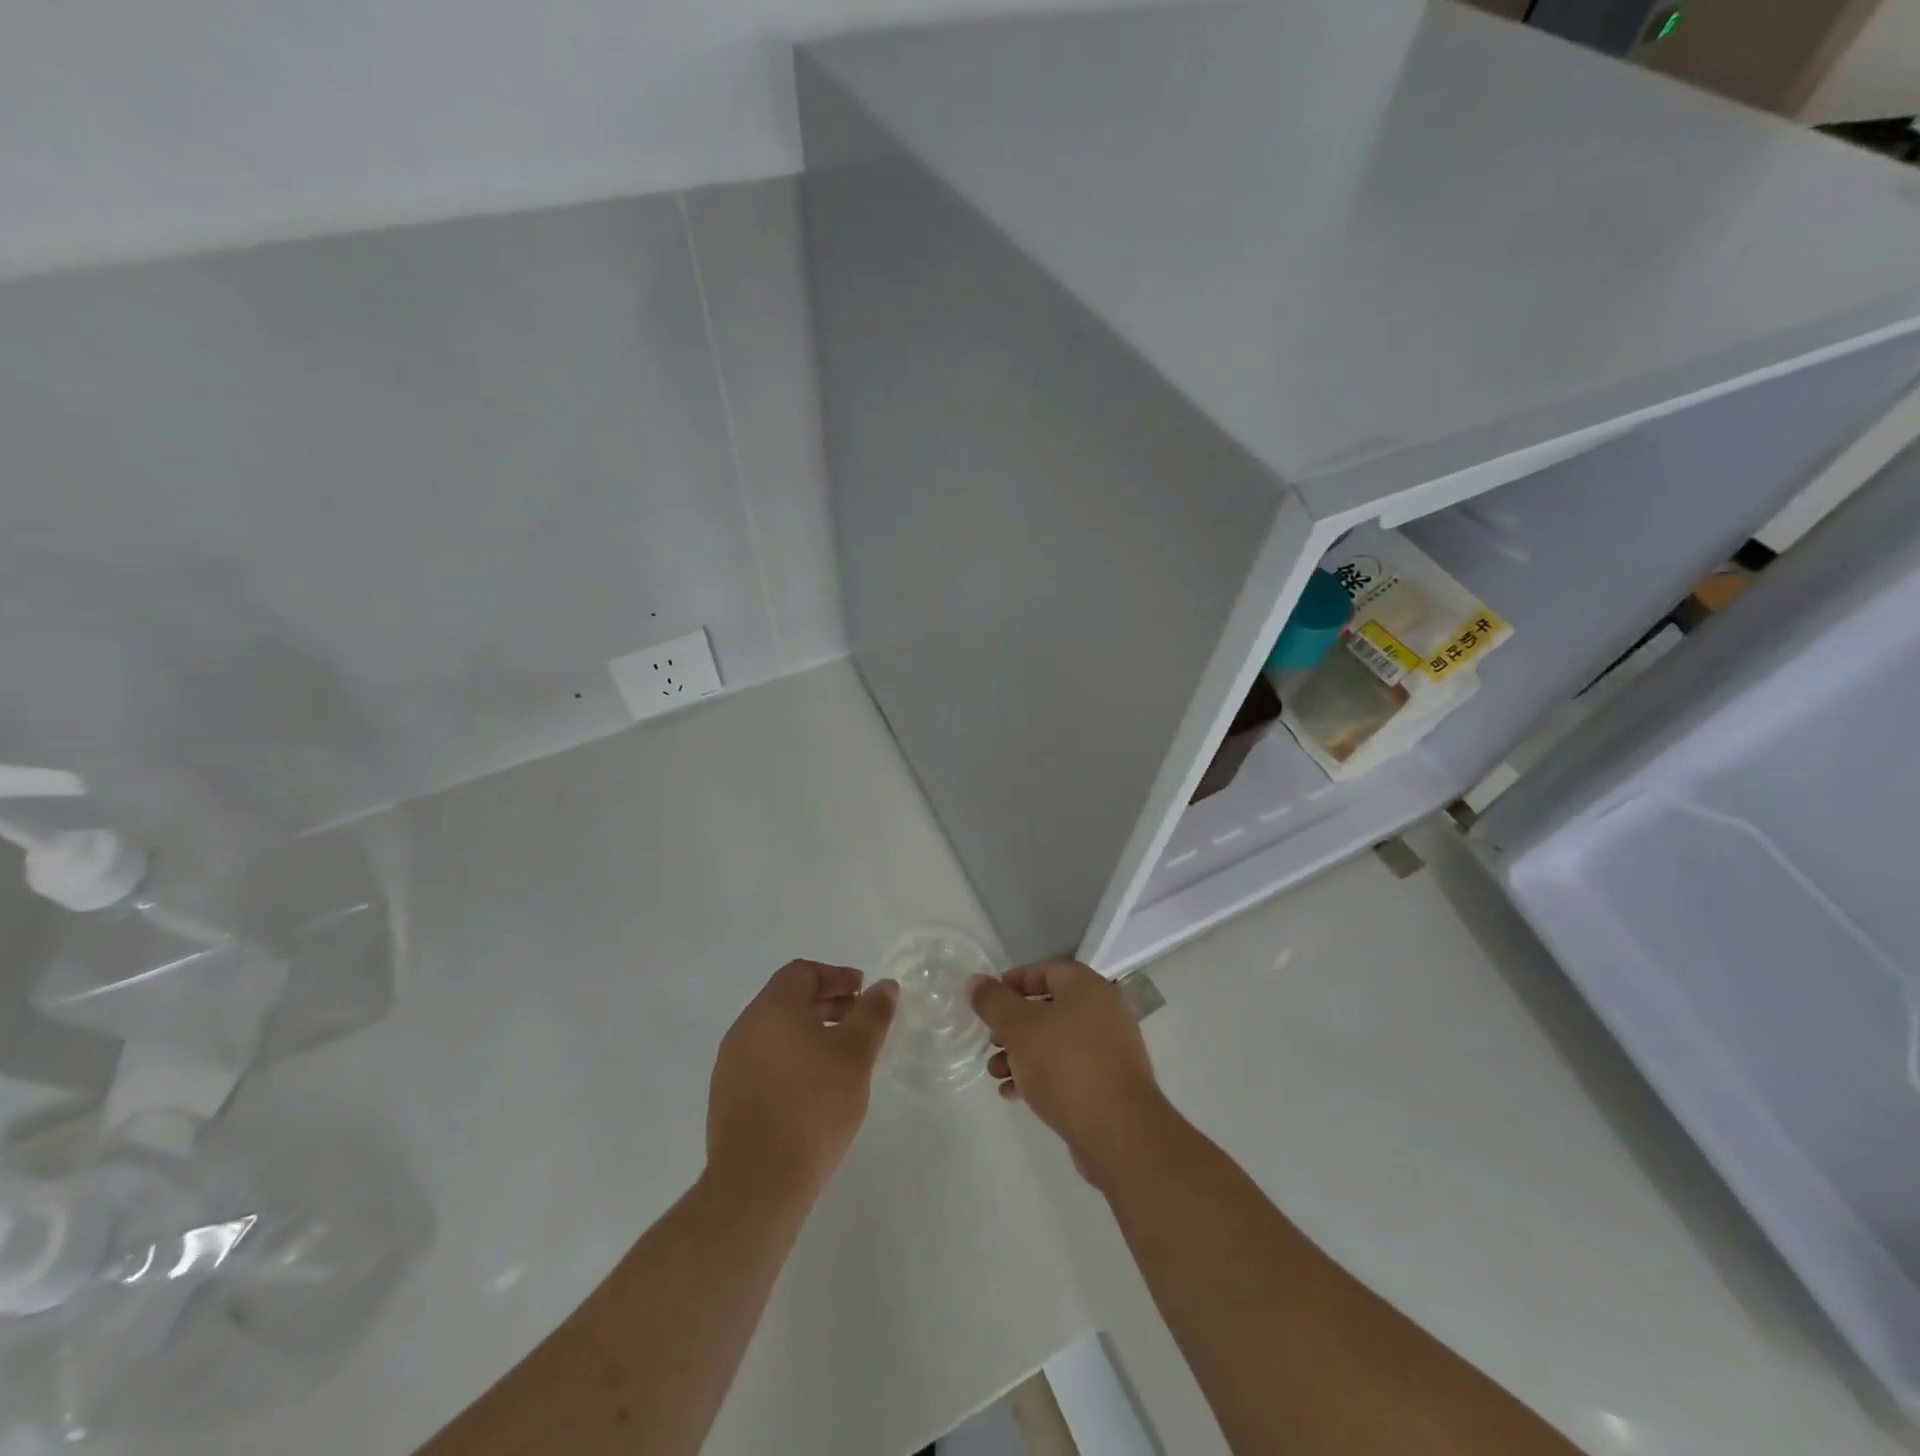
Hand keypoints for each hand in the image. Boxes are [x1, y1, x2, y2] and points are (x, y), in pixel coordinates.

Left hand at [707, 961, 896, 1200]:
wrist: (758, 1182)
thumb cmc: (813, 1105)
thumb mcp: (855, 1054)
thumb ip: (872, 1014)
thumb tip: (884, 986)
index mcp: (772, 1008)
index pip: (802, 972)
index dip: (836, 976)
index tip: (862, 992)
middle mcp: (745, 1027)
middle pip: (787, 999)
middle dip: (825, 1003)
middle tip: (857, 1022)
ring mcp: (731, 1064)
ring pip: (775, 1031)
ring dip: (808, 1032)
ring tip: (839, 1057)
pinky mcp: (727, 1097)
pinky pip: (763, 1061)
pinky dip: (790, 1058)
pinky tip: (812, 1088)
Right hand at [971, 960, 1169, 1186]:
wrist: (1119, 1132)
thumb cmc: (1066, 1065)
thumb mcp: (1020, 1028)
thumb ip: (994, 1002)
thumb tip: (976, 981)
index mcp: (1087, 987)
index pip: (1046, 969)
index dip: (1014, 981)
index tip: (988, 1000)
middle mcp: (1103, 1011)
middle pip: (1049, 1007)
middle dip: (1014, 1024)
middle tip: (991, 1040)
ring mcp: (1109, 1049)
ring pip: (1056, 1041)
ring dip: (1022, 1053)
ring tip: (996, 1072)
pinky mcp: (1108, 1083)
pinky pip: (1068, 1069)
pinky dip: (1041, 1075)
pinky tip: (1014, 1094)